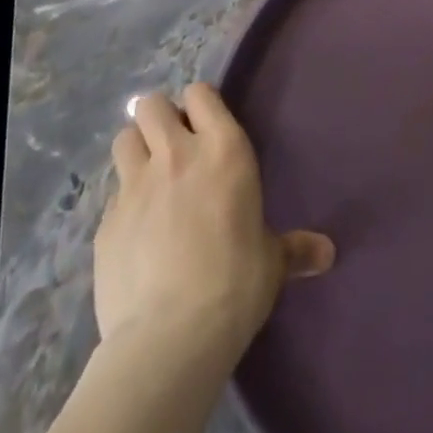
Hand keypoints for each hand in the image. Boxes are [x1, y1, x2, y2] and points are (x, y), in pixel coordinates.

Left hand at [95, 83, 334, 361]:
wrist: (170, 338)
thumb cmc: (236, 283)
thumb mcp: (273, 261)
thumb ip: (295, 248)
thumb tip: (327, 255)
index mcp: (224, 149)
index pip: (200, 94)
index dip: (199, 104)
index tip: (204, 124)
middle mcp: (176, 156)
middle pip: (152, 106)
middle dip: (159, 119)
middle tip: (172, 146)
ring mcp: (134, 187)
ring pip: (124, 138)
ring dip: (135, 149)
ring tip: (148, 176)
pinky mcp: (104, 224)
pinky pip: (111, 195)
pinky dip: (122, 203)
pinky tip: (134, 231)